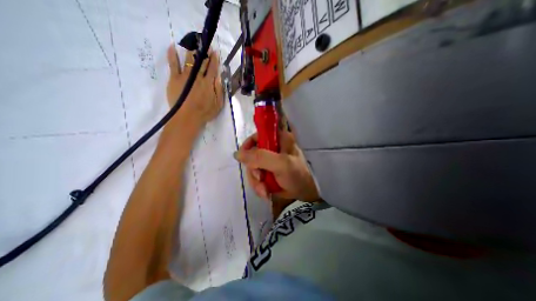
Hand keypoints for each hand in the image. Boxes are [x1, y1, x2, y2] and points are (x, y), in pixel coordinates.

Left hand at [168, 43, 223, 127]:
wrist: (188, 117)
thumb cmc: (205, 113)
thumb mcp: (218, 104)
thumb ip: (219, 91)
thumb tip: (219, 78)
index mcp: (209, 83)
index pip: (212, 69)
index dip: (214, 60)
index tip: (214, 52)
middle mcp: (198, 77)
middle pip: (202, 62)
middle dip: (204, 53)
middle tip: (205, 45)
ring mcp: (186, 76)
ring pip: (189, 60)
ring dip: (191, 51)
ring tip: (192, 44)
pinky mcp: (175, 78)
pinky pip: (173, 64)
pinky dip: (172, 55)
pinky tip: (172, 47)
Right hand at [233, 130, 317, 201]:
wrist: (302, 196)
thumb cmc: (296, 176)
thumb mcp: (281, 164)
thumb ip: (260, 157)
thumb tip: (237, 154)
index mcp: (280, 139)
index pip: (258, 134)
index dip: (249, 144)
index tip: (243, 156)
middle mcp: (274, 148)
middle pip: (252, 153)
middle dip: (253, 169)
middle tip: (260, 178)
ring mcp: (270, 161)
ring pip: (252, 167)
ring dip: (256, 180)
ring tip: (264, 190)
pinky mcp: (267, 172)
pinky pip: (255, 176)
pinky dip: (258, 185)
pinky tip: (265, 192)